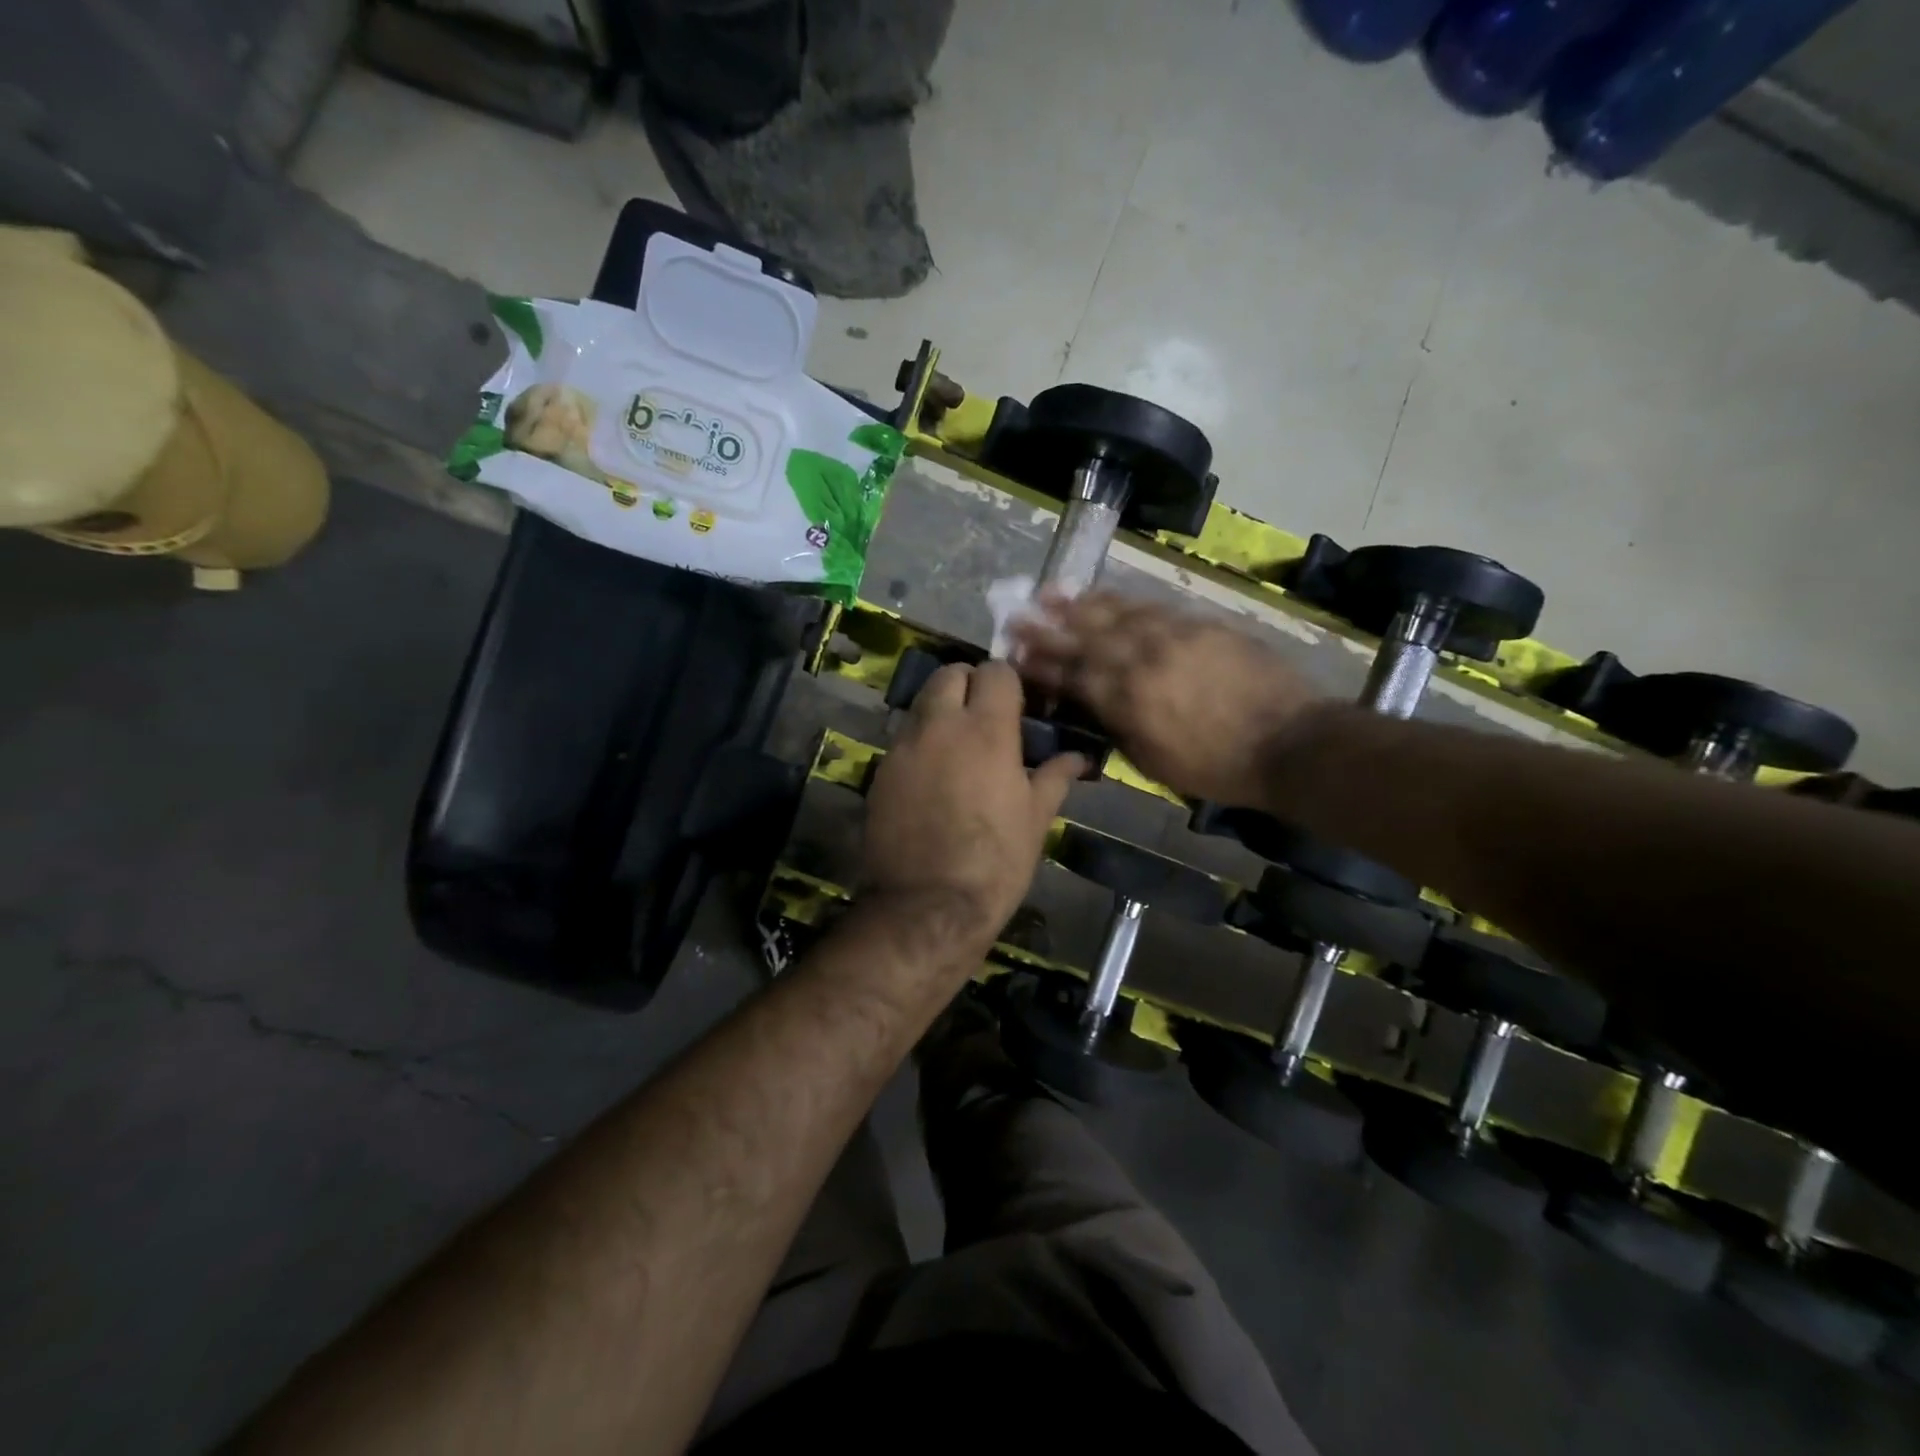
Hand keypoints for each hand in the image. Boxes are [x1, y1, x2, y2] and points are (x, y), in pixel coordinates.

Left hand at [861, 660, 1083, 956]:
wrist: (928, 906)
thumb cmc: (996, 862)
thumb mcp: (1035, 819)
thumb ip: (1056, 776)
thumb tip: (1080, 757)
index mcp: (987, 729)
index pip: (995, 671)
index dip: (1008, 682)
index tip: (1018, 705)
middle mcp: (940, 724)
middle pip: (949, 673)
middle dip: (969, 683)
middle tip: (985, 716)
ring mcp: (904, 746)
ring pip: (922, 703)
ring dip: (941, 710)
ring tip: (959, 745)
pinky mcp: (880, 770)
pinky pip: (904, 738)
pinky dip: (921, 742)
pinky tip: (934, 776)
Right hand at [1010, 592, 1322, 804]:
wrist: (1289, 741)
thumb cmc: (1218, 767)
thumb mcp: (1154, 763)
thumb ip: (1119, 728)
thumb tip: (1095, 705)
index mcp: (1127, 700)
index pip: (1073, 674)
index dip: (1041, 663)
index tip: (1014, 653)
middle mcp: (1142, 659)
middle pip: (1085, 637)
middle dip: (1047, 626)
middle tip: (1017, 614)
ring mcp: (1172, 635)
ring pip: (1115, 613)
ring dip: (1079, 604)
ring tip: (1050, 593)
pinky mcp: (1200, 624)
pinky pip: (1151, 606)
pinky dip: (1122, 600)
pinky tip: (1105, 596)